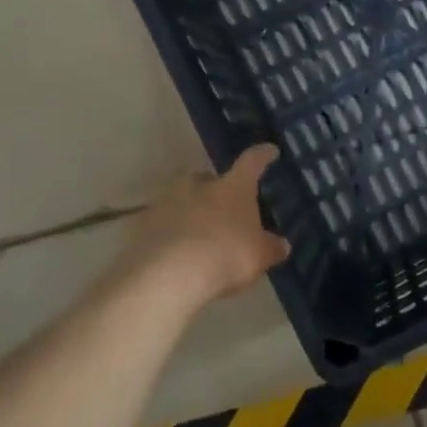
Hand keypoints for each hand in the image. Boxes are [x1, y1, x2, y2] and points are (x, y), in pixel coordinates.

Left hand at [111, 144, 290, 307]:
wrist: (167, 275)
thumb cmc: (225, 256)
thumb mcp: (259, 256)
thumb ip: (272, 248)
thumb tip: (282, 244)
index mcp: (233, 187)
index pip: (252, 162)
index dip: (262, 155)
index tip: (269, 150)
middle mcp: (200, 184)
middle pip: (210, 179)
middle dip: (217, 190)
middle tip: (225, 209)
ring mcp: (168, 200)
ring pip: (183, 198)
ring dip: (192, 211)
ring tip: (199, 236)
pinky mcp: (145, 222)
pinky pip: (163, 222)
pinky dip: (171, 232)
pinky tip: (176, 253)